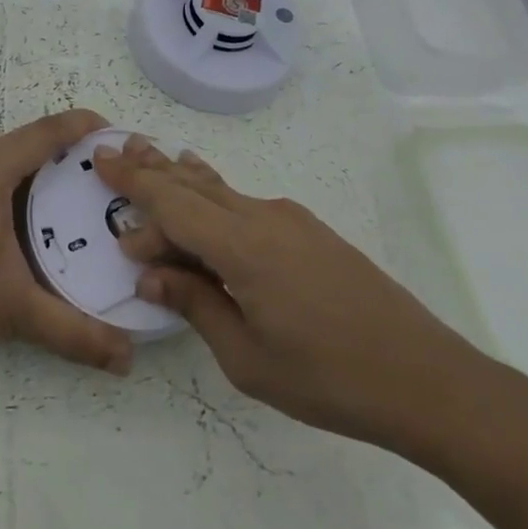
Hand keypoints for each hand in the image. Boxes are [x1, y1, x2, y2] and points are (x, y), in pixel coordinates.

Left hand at [0, 76, 134, 375]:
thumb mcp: (13, 310)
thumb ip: (74, 331)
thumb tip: (127, 359)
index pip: (46, 135)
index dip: (80, 127)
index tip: (109, 132)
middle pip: (16, 149)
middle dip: (52, 162)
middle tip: (81, 189)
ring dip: (9, 163)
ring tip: (38, 184)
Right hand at [95, 138, 491, 452]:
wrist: (426, 378)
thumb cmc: (329, 379)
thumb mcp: (247, 357)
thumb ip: (196, 305)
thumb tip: (150, 275)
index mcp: (243, 248)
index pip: (173, 204)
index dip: (134, 183)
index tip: (101, 162)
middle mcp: (264, 219)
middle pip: (194, 185)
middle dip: (152, 168)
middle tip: (116, 149)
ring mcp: (292, 221)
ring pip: (221, 191)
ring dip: (182, 178)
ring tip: (153, 156)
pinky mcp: (311, 233)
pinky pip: (246, 205)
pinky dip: (213, 198)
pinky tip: (205, 195)